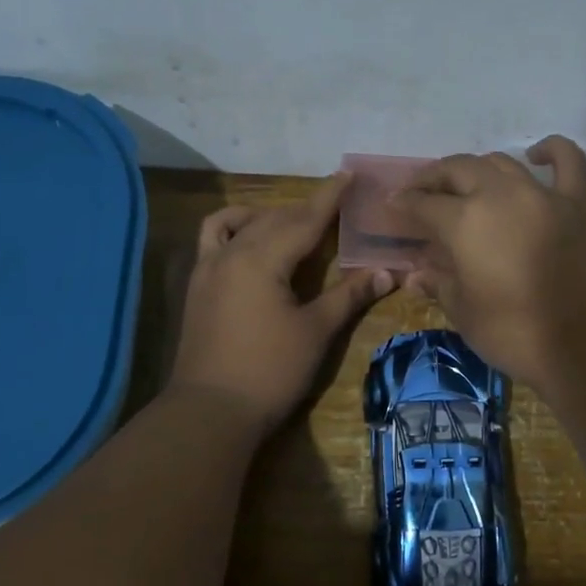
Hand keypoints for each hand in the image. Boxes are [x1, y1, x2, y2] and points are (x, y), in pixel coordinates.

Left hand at [168, 173, 393, 433]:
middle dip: (305, 209)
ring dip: (269, 217)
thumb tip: (387, 272)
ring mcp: (208, 268)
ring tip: (293, 226)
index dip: (329, 197)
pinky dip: (234, 230)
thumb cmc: (270, 372)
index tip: (347, 174)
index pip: (304, 219)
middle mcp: (231, 253)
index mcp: (262, 259)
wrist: (210, 411)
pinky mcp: (198, 286)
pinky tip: (249, 244)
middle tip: (335, 205)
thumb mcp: (315, 332)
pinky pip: (214, 240)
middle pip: (274, 219)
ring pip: (241, 225)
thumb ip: (348, 296)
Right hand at [392, 136, 585, 397]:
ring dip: (477, 169)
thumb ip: (440, 285)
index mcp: (466, 222)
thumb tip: (416, 274)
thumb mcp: (466, 314)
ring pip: (502, 163)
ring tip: (464, 184)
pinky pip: (568, 164)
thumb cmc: (517, 335)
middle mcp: (501, 196)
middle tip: (420, 192)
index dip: (404, 205)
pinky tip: (537, 154)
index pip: (424, 204)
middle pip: (459, 170)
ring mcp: (543, 196)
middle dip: (434, 178)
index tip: (392, 206)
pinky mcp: (578, 206)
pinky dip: (552, 152)